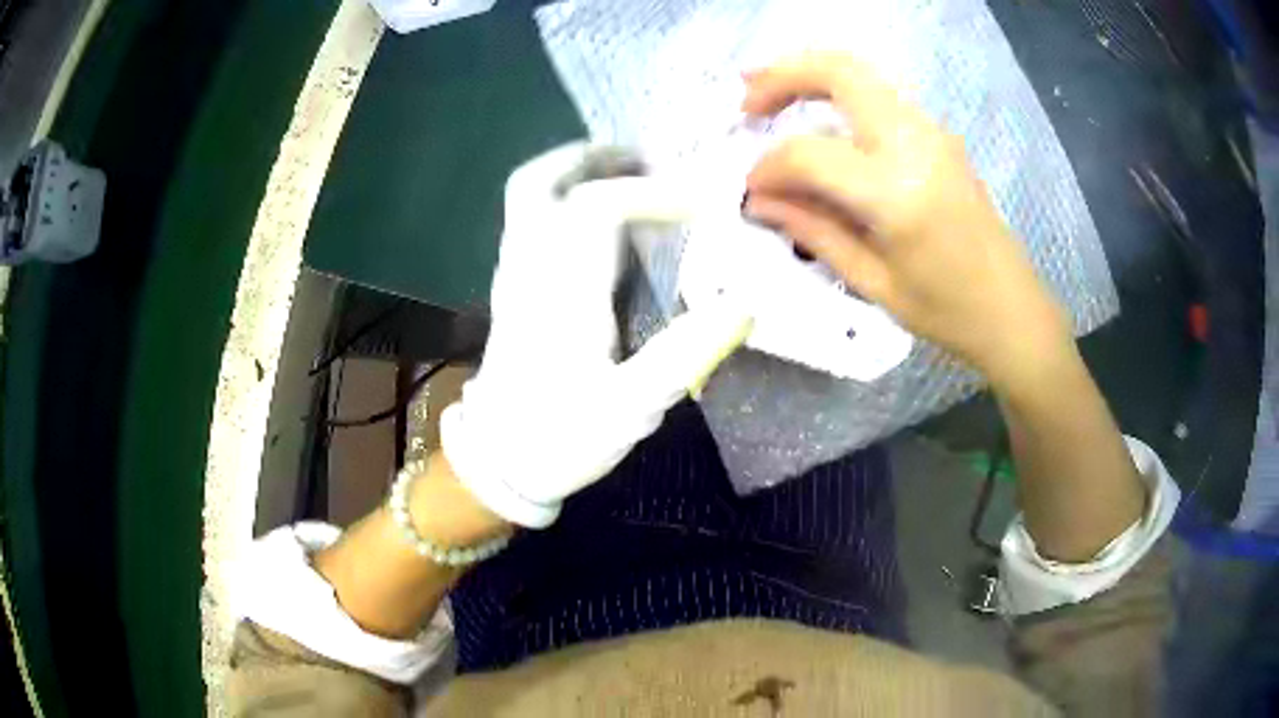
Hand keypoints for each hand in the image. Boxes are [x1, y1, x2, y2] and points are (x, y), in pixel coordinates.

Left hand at [441, 142, 751, 527]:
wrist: (500, 461)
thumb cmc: (560, 438)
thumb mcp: (629, 409)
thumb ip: (683, 355)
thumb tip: (743, 305)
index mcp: (559, 293)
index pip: (596, 209)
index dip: (652, 195)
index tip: (702, 207)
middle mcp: (529, 268)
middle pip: (541, 183)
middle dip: (596, 158)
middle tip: (648, 158)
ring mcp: (513, 273)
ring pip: (528, 194)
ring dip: (577, 169)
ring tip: (631, 172)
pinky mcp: (512, 284)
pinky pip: (530, 215)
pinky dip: (565, 193)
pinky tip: (603, 215)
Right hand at [741, 54, 1072, 384]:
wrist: (1013, 309)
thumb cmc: (947, 312)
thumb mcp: (873, 283)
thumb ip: (813, 230)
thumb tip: (759, 200)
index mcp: (898, 193)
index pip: (811, 154)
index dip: (769, 167)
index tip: (752, 189)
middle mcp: (916, 144)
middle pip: (839, 72)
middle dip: (781, 75)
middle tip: (746, 101)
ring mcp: (932, 132)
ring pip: (860, 73)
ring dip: (809, 76)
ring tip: (770, 100)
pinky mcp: (938, 135)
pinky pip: (878, 96)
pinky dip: (838, 94)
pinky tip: (818, 119)